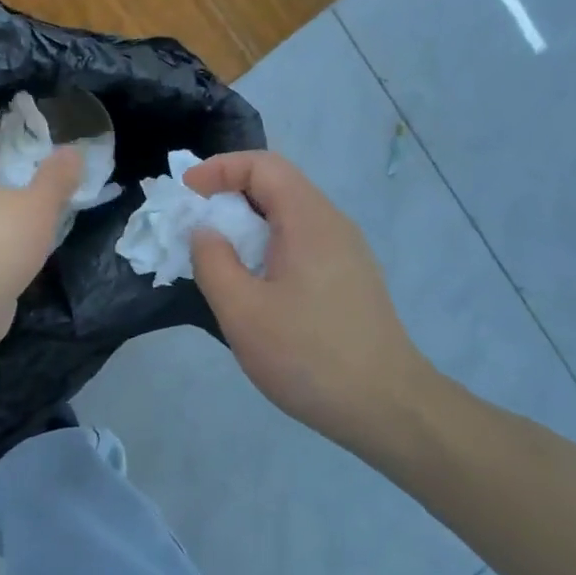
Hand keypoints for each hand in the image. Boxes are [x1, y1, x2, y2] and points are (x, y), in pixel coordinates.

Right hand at [186, 151, 432, 446]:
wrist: (388, 408)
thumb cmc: (309, 355)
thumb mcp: (242, 311)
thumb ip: (213, 262)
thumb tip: (205, 231)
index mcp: (309, 220)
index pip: (262, 165)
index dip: (219, 168)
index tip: (187, 193)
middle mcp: (332, 224)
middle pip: (278, 185)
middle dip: (230, 194)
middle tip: (196, 223)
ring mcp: (347, 252)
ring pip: (290, 215)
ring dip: (248, 223)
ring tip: (219, 255)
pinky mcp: (350, 278)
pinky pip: (302, 241)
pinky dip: (268, 245)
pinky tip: (255, 283)